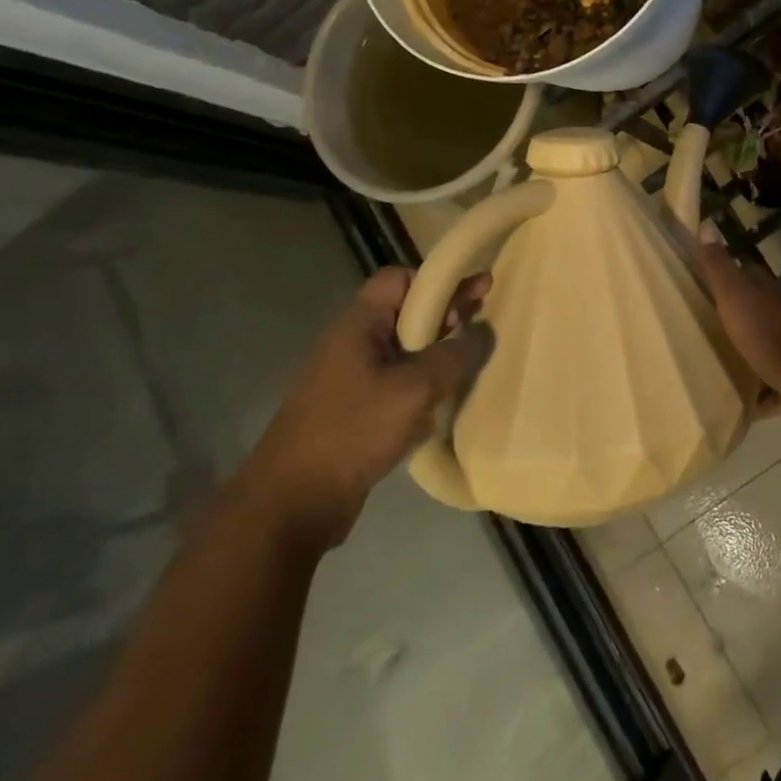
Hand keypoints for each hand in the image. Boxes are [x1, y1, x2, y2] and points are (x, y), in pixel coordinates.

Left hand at [235, 267, 493, 548]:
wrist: (294, 502)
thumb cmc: (353, 430)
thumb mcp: (415, 388)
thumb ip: (455, 355)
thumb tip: (483, 332)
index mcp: (359, 324)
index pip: (400, 279)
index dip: (437, 281)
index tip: (475, 294)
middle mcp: (353, 342)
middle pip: (406, 311)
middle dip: (447, 312)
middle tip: (486, 320)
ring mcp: (352, 377)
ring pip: (405, 348)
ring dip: (439, 348)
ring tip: (474, 357)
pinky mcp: (357, 409)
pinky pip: (399, 379)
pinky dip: (426, 379)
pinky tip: (449, 394)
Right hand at [697, 242, 780, 414]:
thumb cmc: (768, 330)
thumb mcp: (736, 295)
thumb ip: (720, 267)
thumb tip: (706, 225)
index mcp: (766, 294)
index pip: (747, 275)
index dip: (729, 276)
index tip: (705, 284)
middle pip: (757, 313)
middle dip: (737, 320)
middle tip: (707, 332)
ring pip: (766, 348)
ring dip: (749, 356)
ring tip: (720, 370)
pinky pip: (775, 388)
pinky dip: (762, 397)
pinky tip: (743, 408)